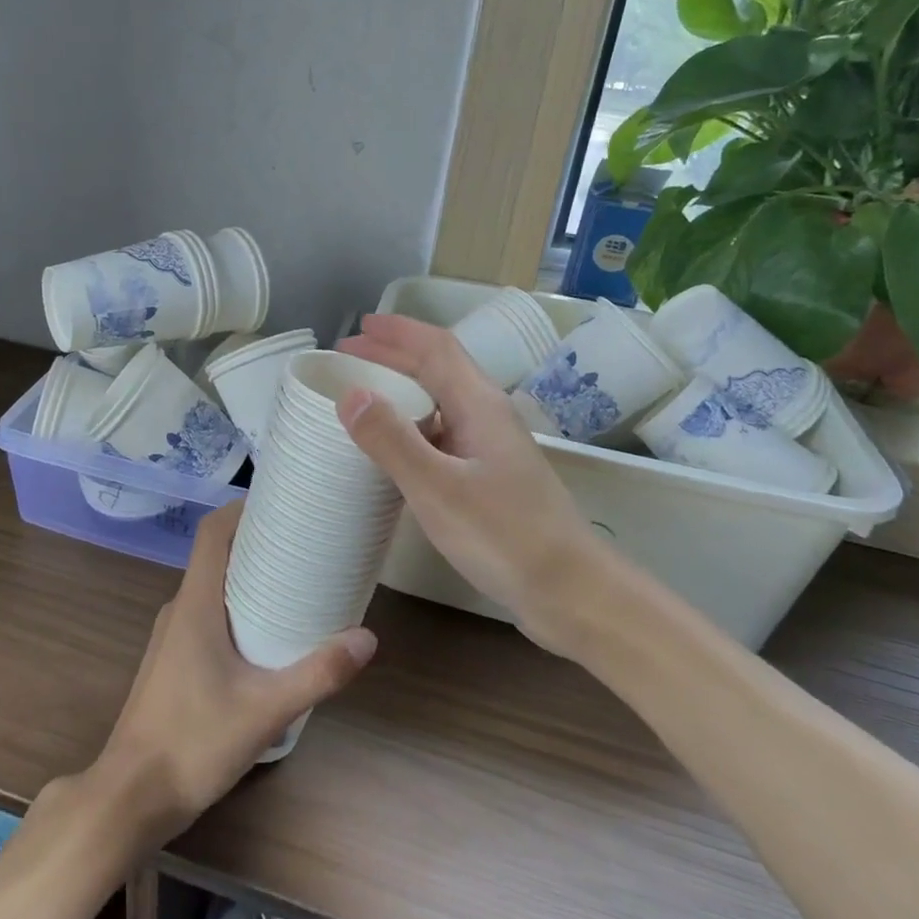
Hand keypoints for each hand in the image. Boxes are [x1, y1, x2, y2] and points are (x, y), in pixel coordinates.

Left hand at [86, 502, 375, 850]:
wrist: (130, 798)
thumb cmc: (193, 742)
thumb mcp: (265, 710)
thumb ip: (318, 673)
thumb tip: (367, 638)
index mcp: (194, 604)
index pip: (212, 533)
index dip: (242, 509)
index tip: (281, 501)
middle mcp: (179, 610)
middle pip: (216, 556)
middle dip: (257, 542)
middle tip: (304, 541)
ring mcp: (172, 638)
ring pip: (212, 589)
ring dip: (247, 577)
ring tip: (294, 582)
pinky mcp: (174, 663)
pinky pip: (207, 616)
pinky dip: (237, 608)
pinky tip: (266, 635)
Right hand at [335, 313, 606, 654]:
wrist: (570, 590)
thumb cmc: (504, 535)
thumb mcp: (437, 488)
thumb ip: (392, 440)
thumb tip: (350, 394)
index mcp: (479, 405)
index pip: (436, 348)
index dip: (396, 333)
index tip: (357, 328)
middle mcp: (487, 416)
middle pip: (439, 369)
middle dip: (393, 356)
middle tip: (348, 357)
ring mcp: (492, 448)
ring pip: (441, 402)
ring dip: (403, 390)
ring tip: (363, 397)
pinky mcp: (490, 477)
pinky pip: (444, 434)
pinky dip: (412, 426)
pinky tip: (395, 449)